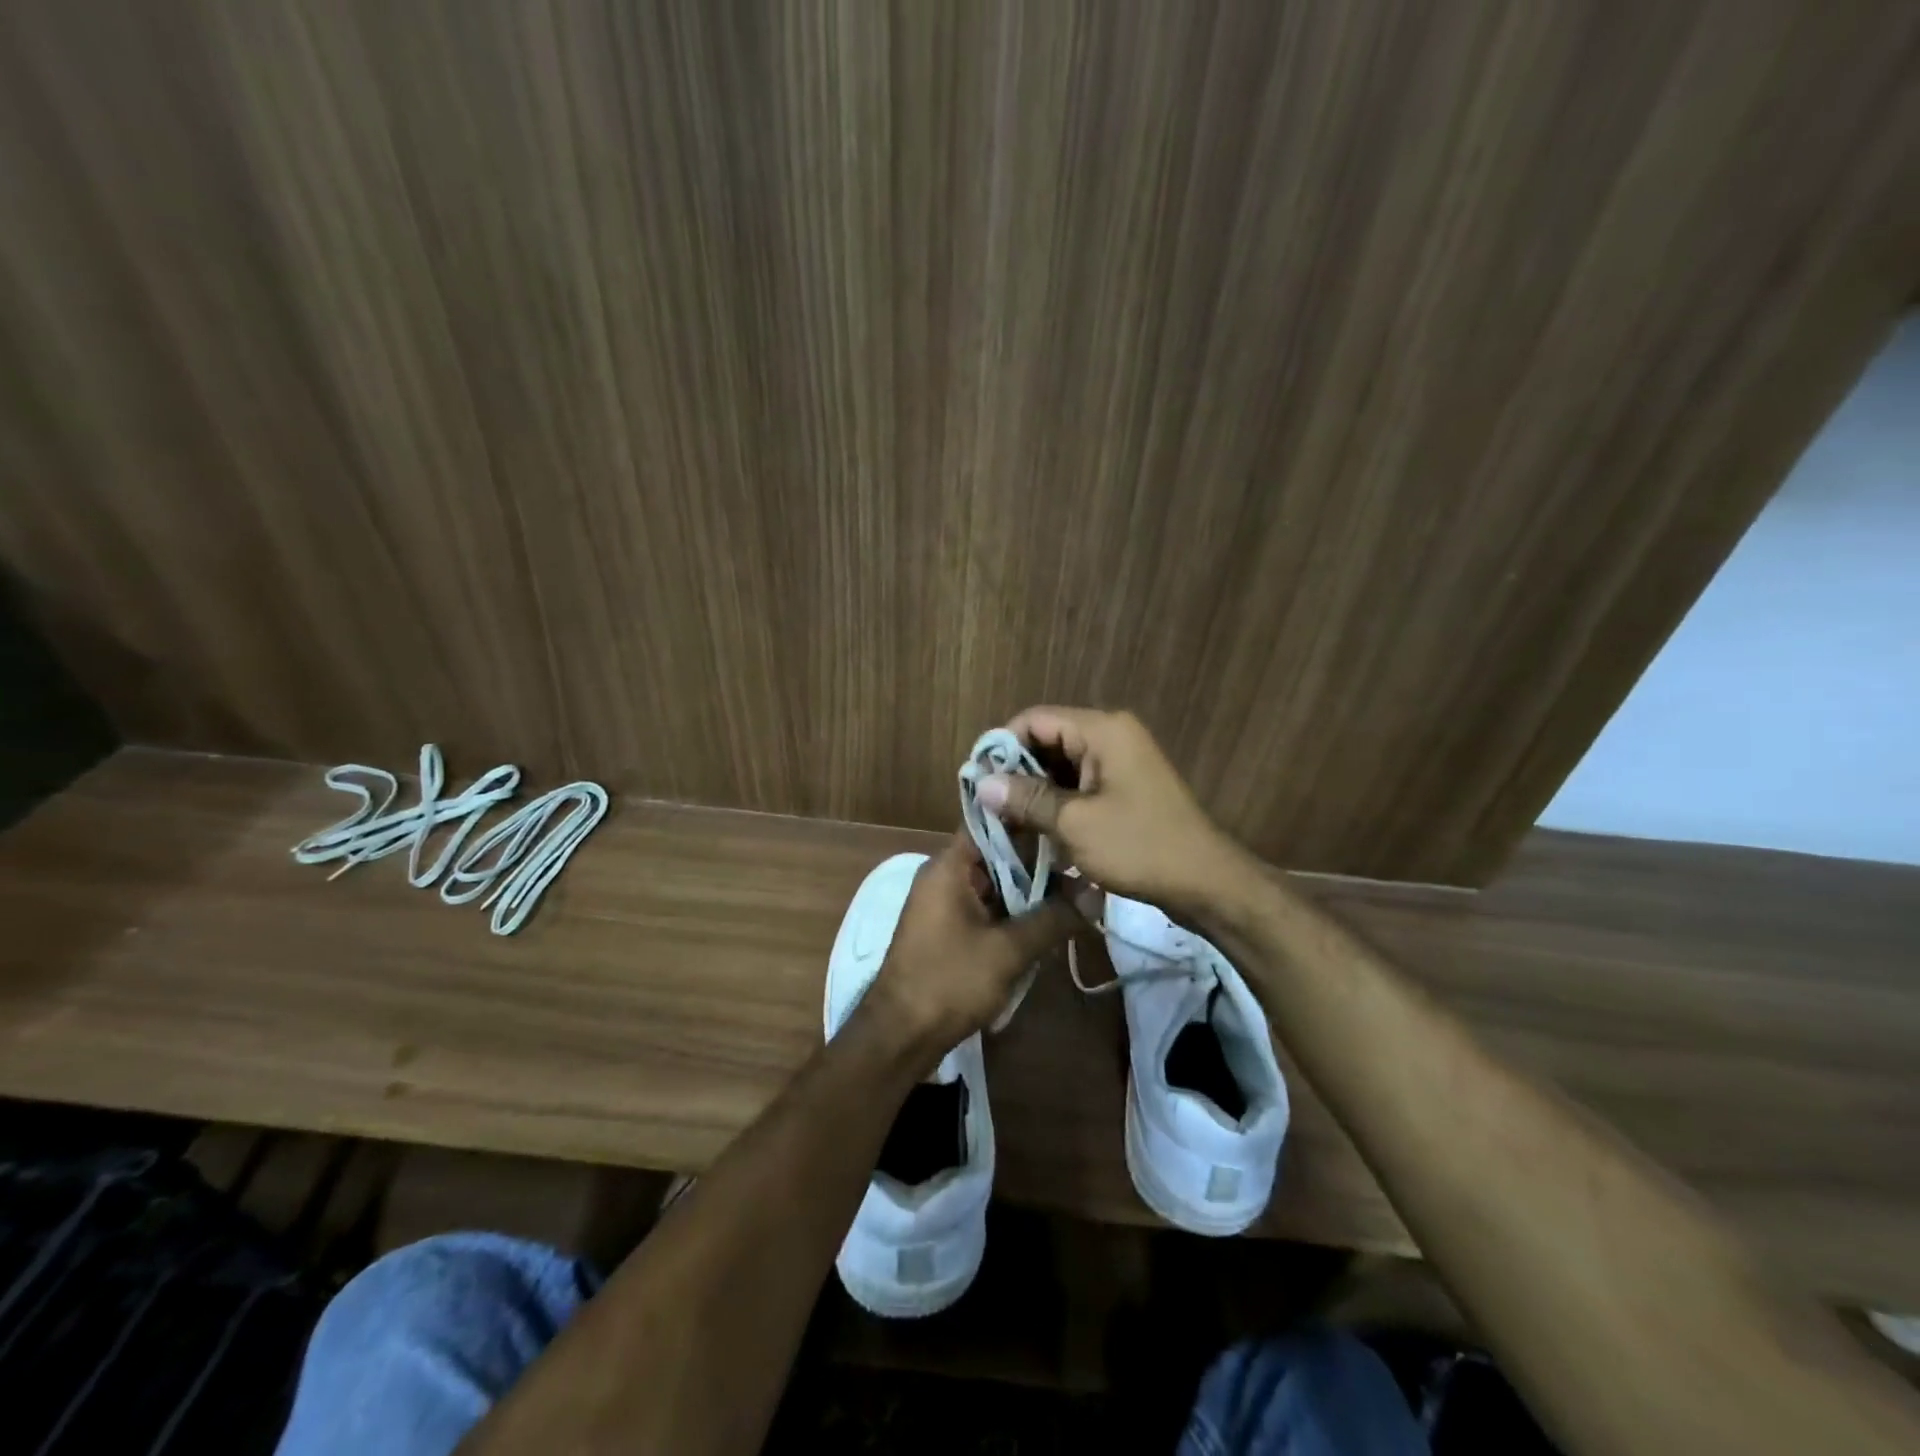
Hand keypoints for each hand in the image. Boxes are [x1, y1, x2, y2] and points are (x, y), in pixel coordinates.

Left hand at [864, 831, 1080, 1051]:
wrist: (900, 1035)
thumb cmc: (950, 981)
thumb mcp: (1009, 950)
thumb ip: (1054, 918)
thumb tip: (1096, 894)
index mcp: (949, 866)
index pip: (992, 823)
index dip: (1029, 819)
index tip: (1066, 823)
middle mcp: (943, 875)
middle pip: (997, 855)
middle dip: (1038, 864)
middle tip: (1083, 867)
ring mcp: (943, 903)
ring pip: (995, 885)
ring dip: (1028, 894)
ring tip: (1075, 897)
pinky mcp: (947, 930)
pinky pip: (986, 909)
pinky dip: (1012, 915)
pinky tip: (1046, 927)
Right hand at [974, 706, 1253, 912]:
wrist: (1205, 882)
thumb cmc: (1139, 846)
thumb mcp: (1075, 823)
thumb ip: (1027, 799)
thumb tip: (982, 784)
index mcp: (1102, 730)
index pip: (1035, 720)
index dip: (1002, 746)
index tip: (979, 782)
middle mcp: (1111, 736)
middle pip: (1047, 741)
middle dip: (1017, 773)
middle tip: (989, 808)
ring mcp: (1120, 764)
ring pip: (1062, 767)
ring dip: (1035, 793)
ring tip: (1007, 824)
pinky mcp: (1124, 789)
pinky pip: (1080, 786)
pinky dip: (1058, 804)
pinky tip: (1037, 832)